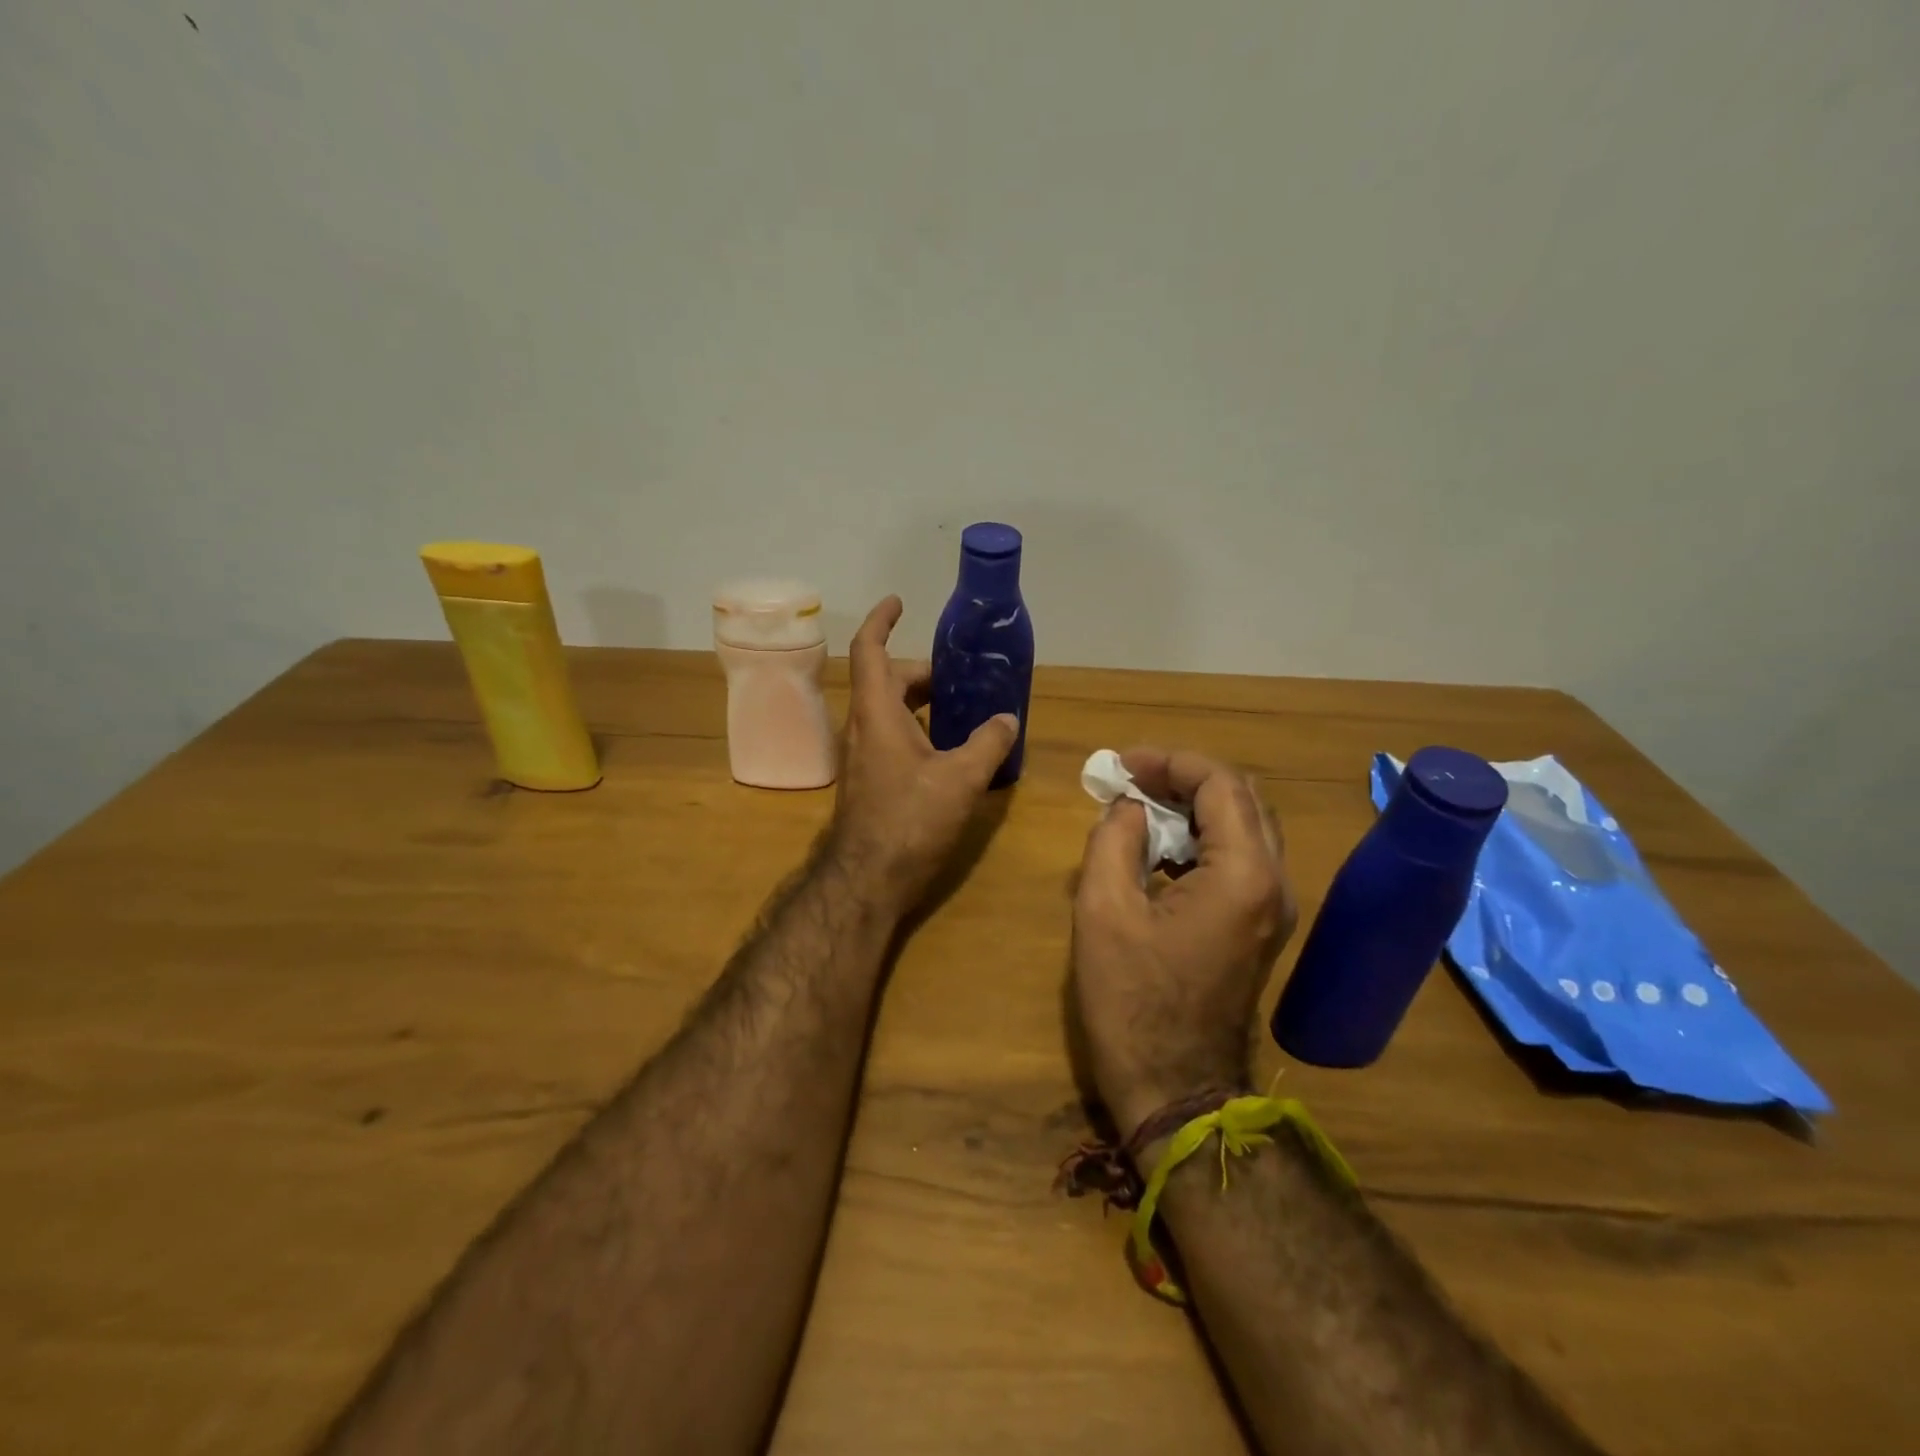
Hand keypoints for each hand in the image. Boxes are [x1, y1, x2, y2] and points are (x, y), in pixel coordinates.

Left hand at [825, 597, 1019, 917]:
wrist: (868, 879)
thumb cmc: (910, 820)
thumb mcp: (960, 779)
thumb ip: (989, 743)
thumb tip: (1008, 719)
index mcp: (877, 713)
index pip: (870, 650)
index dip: (882, 620)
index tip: (899, 602)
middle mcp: (863, 727)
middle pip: (887, 680)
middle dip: (922, 671)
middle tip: (961, 677)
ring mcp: (863, 756)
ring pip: (890, 712)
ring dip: (922, 703)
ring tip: (964, 709)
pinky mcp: (870, 780)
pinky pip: (893, 737)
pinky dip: (919, 730)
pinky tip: (951, 750)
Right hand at [1071, 748, 1297, 1135]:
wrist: (1176, 1091)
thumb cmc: (1133, 1003)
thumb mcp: (1103, 911)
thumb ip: (1114, 840)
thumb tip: (1130, 807)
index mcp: (1243, 875)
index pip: (1220, 783)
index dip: (1170, 761)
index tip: (1121, 765)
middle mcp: (1274, 883)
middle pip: (1242, 797)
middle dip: (1185, 776)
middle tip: (1131, 779)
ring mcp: (1273, 908)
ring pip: (1245, 825)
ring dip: (1195, 805)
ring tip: (1140, 804)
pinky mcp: (1260, 927)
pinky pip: (1239, 858)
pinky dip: (1202, 837)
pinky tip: (1159, 847)